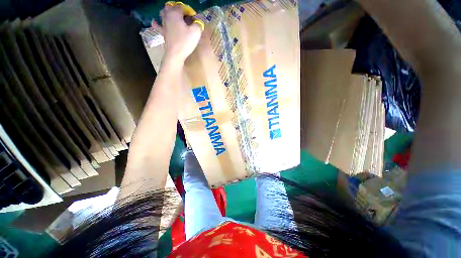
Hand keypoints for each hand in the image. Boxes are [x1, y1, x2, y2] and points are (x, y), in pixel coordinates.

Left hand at [153, 5, 202, 62]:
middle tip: (184, 15)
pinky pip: (157, 25)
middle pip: (170, 7)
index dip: (189, 11)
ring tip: (173, 15)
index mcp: (175, 13)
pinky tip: (155, 21)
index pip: (182, 7)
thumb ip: (198, 24)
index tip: (194, 18)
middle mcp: (167, 16)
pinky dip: (157, 22)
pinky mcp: (162, 33)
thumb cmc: (185, 42)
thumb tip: (199, 22)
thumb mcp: (196, 32)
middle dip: (177, 9)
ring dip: (168, 13)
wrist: (175, 54)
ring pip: (163, 13)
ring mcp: (163, 24)